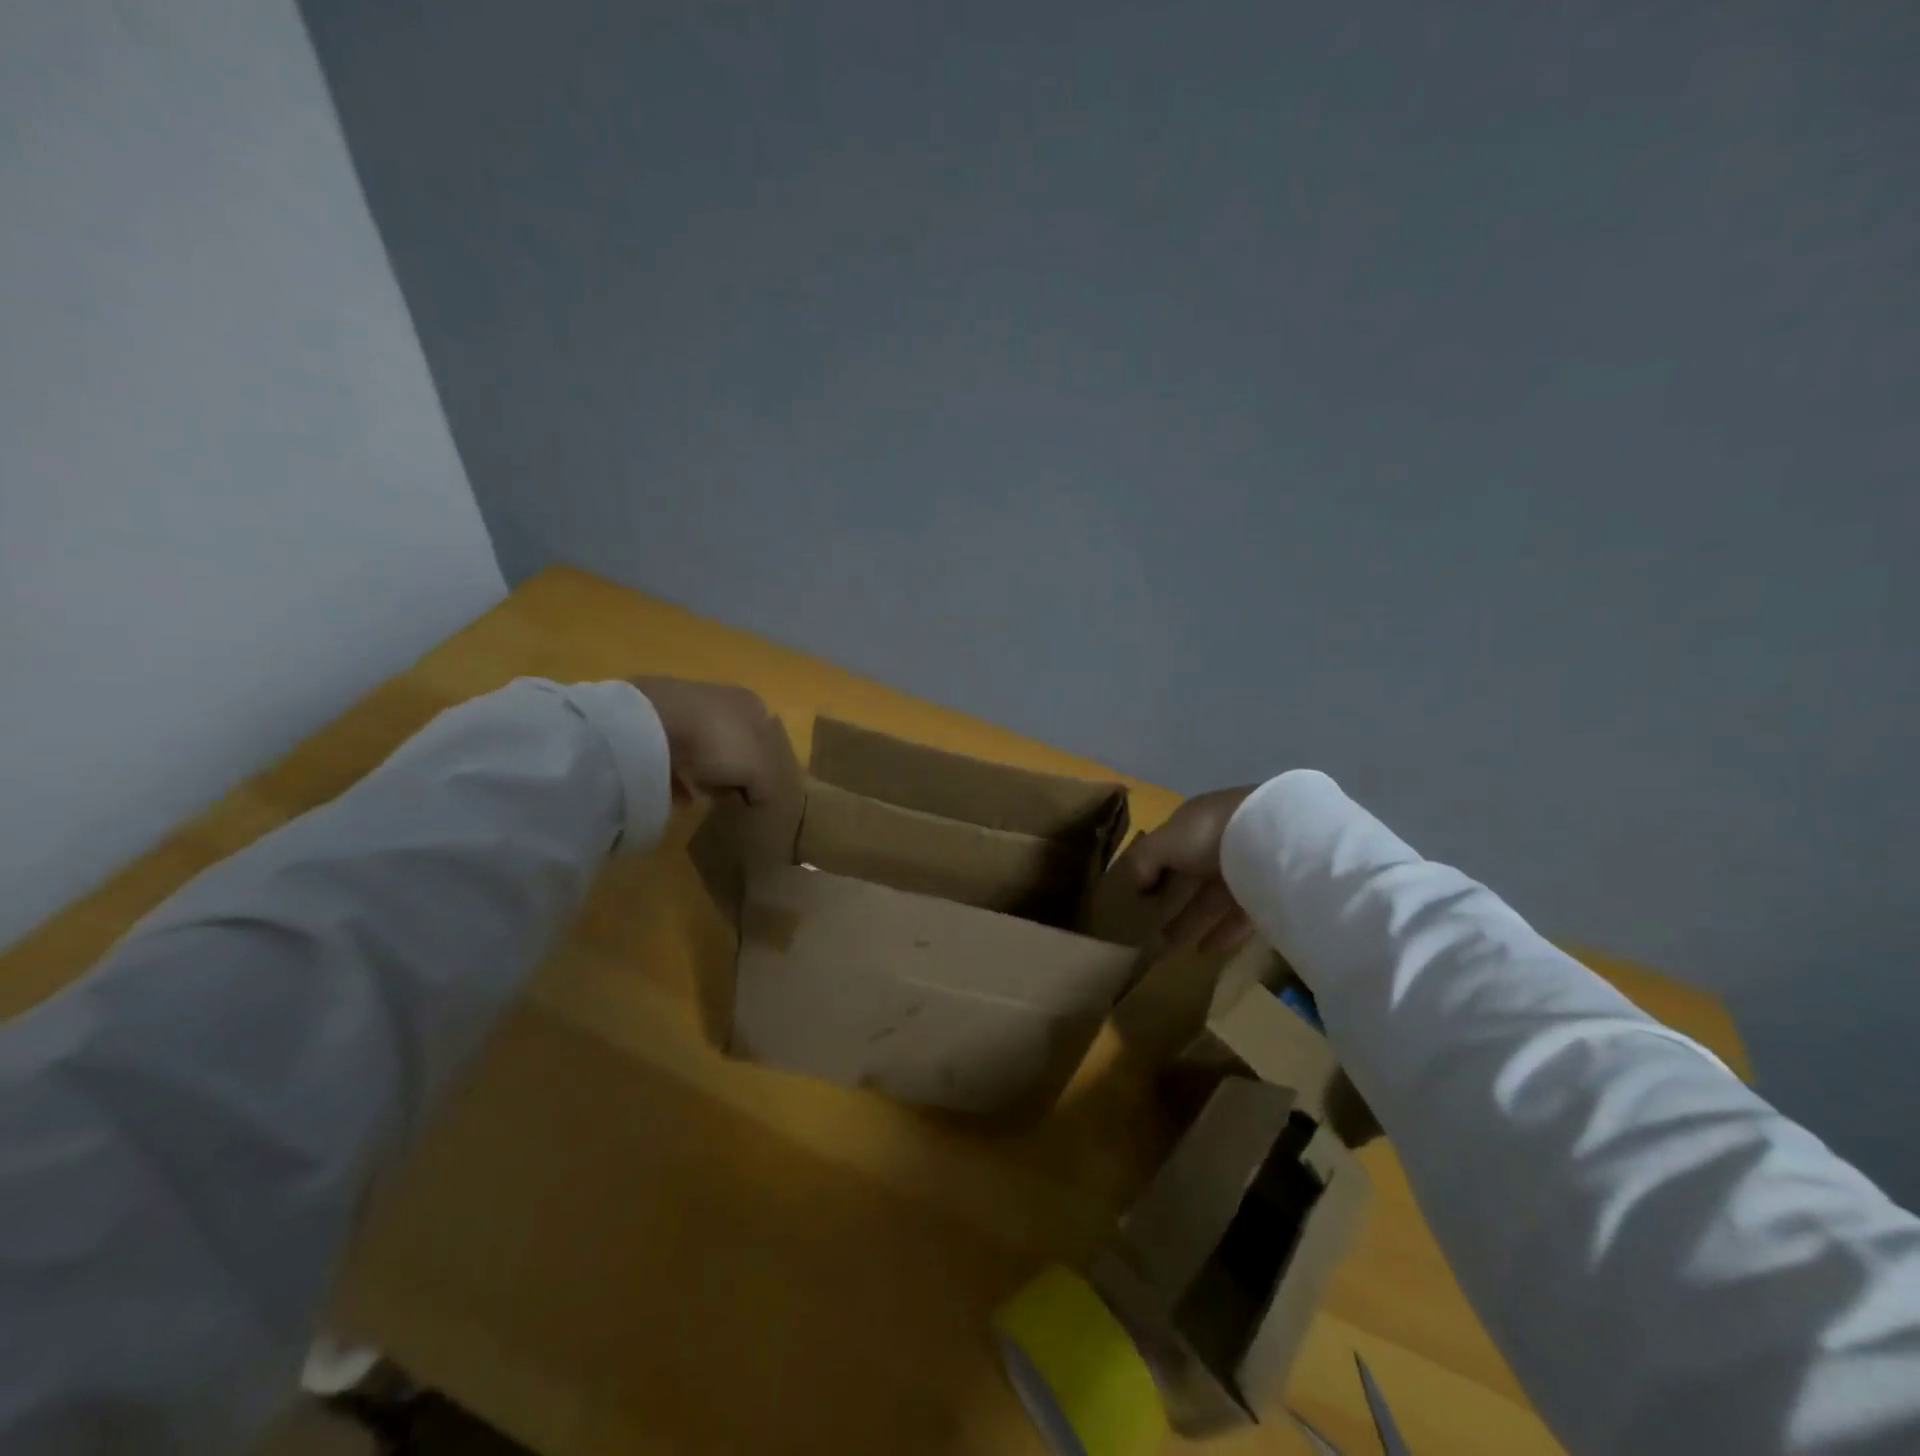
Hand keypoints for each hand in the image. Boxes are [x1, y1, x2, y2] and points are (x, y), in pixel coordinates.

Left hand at [630, 677, 799, 806]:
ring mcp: (684, 707)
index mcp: (750, 703)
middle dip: (731, 768)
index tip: (753, 787)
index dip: (763, 762)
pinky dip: (675, 774)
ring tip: (700, 796)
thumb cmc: (717, 740)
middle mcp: (721, 699)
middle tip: (727, 793)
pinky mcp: (654, 720)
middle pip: (733, 740)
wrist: (653, 722)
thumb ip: (764, 784)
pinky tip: (675, 794)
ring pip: (702, 745)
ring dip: (703, 772)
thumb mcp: (755, 769)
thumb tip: (760, 795)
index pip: (765, 733)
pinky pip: (671, 752)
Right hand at [1113, 786, 1256, 952]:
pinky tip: (1206, 950)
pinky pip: (1240, 915)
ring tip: (1172, 948)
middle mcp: (1218, 843)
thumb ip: (1142, 861)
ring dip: (1192, 921)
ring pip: (1213, 899)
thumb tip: (1133, 886)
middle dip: (1170, 904)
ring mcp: (1245, 867)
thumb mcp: (1163, 843)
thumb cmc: (1208, 834)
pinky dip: (1223, 932)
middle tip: (1152, 932)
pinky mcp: (1267, 892)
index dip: (1151, 874)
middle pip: (1189, 878)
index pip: (1167, 850)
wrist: (1272, 838)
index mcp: (1193, 824)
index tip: (1138, 901)